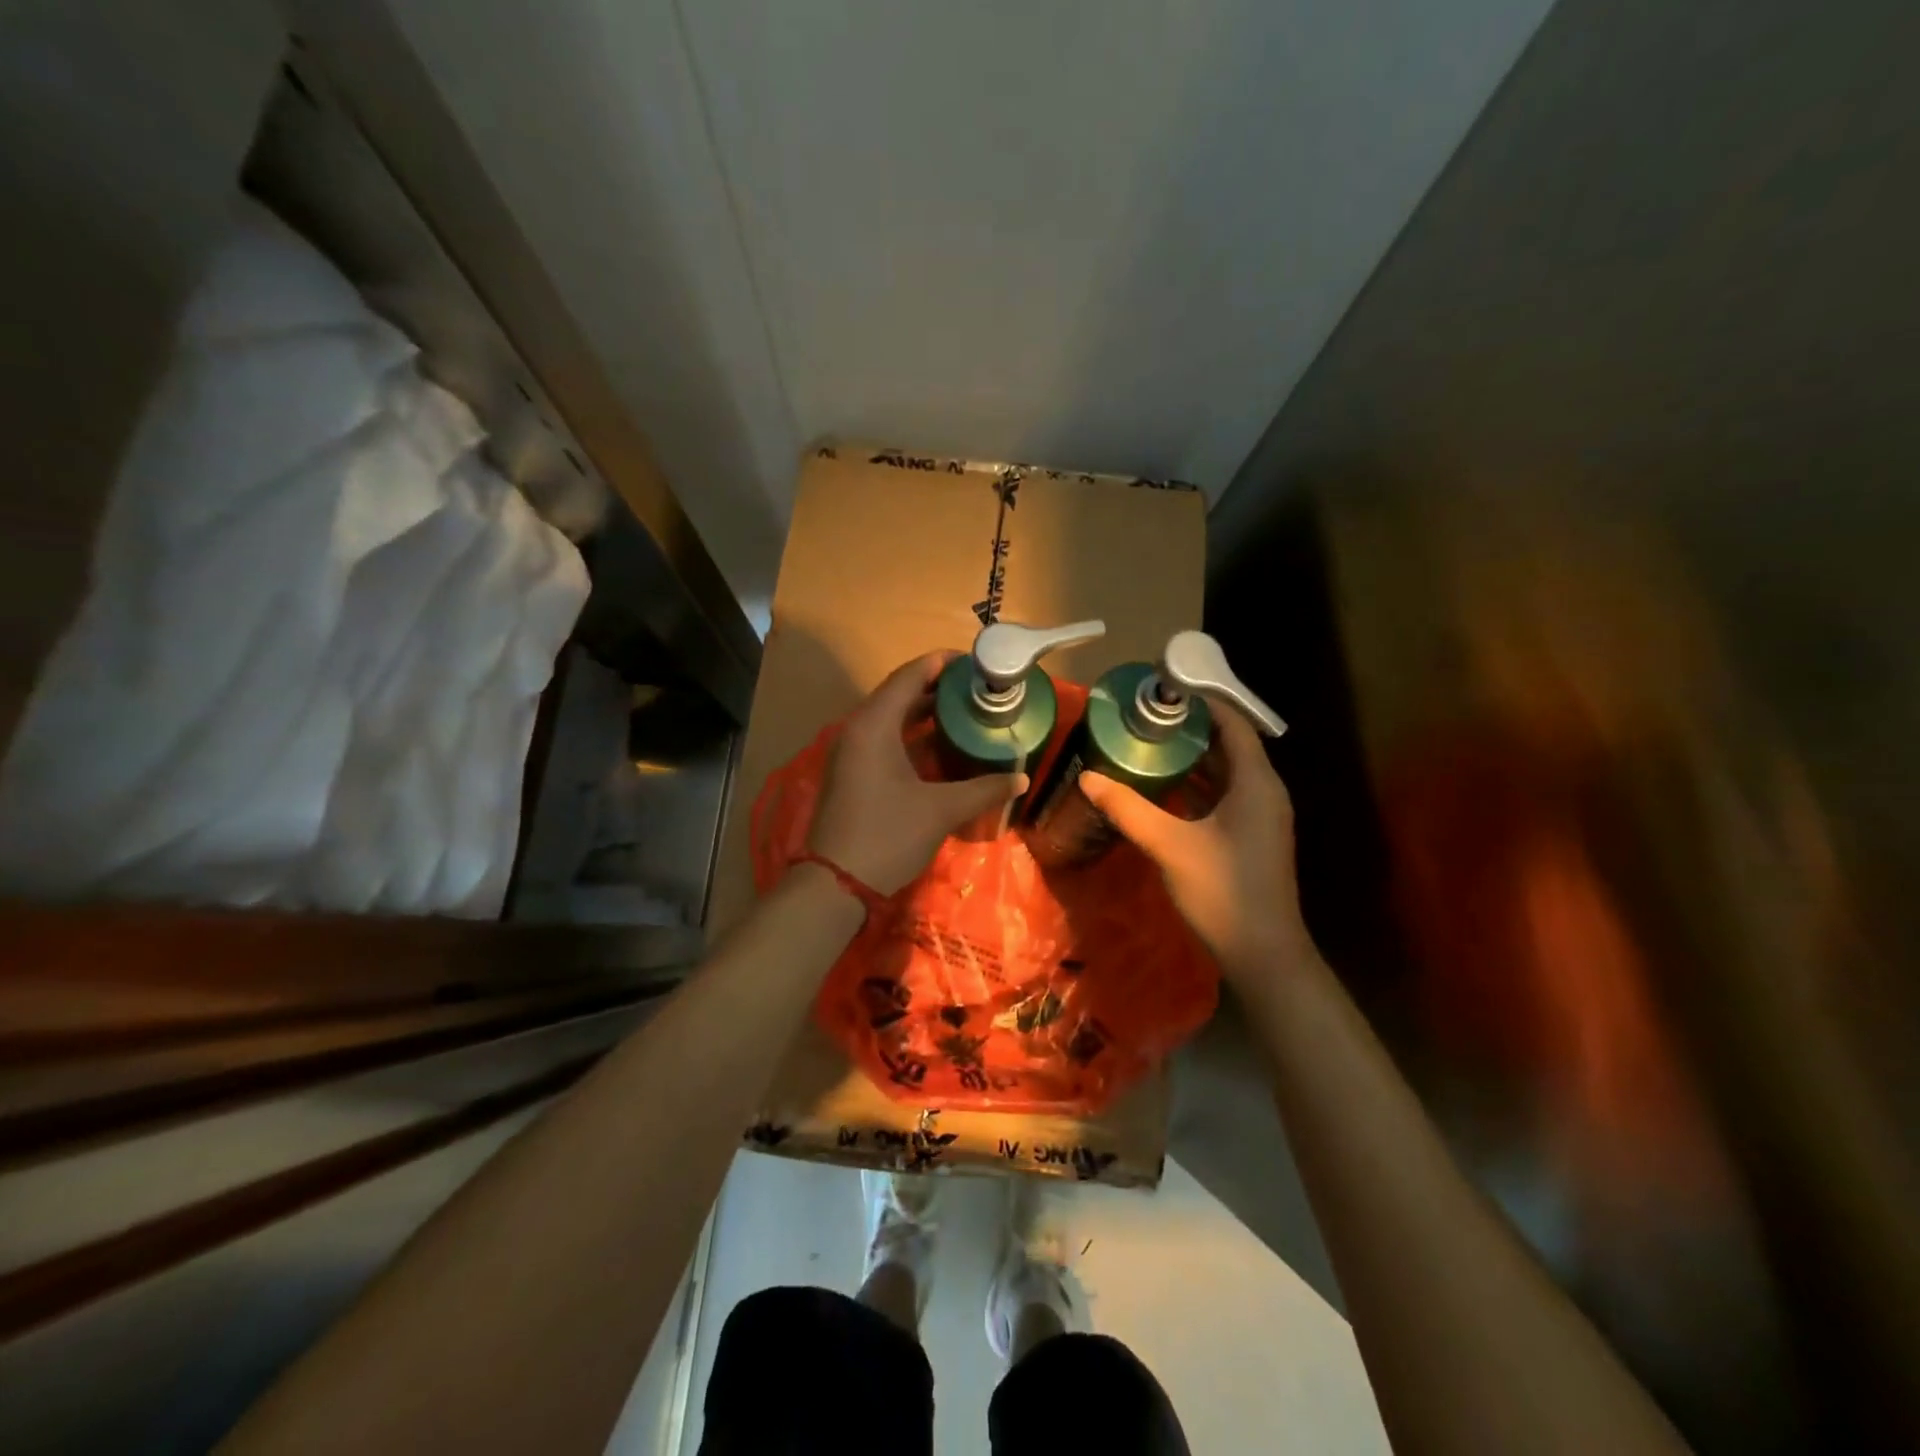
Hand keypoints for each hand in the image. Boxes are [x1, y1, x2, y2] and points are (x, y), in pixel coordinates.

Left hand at [807, 651, 1027, 894]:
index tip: (975, 661)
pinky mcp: (851, 772)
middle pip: (899, 694)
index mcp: (874, 725)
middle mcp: (857, 729)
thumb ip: (984, 789)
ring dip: (925, 713)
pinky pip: (884, 739)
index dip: (941, 663)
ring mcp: (851, 752)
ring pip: (891, 718)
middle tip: (977, 688)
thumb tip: (1022, 779)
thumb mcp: (941, 810)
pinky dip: (912, 736)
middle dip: (938, 688)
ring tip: (966, 711)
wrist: (835, 884)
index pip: (909, 676)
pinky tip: (941, 746)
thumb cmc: (888, 835)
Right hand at [1081, 705, 1314, 982]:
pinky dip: (1194, 784)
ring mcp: (1258, 816)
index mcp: (1255, 782)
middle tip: (1144, 716)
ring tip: (1146, 743)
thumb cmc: (1223, 891)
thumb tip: (1087, 777)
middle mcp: (1263, 791)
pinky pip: (1222, 795)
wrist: (1263, 954)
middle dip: (1189, 728)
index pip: (1233, 724)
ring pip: (1223, 772)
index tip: (1163, 689)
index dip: (1202, 702)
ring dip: (1190, 757)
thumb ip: (1128, 808)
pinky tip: (1160, 787)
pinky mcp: (1249, 836)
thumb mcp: (1170, 845)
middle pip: (1228, 745)